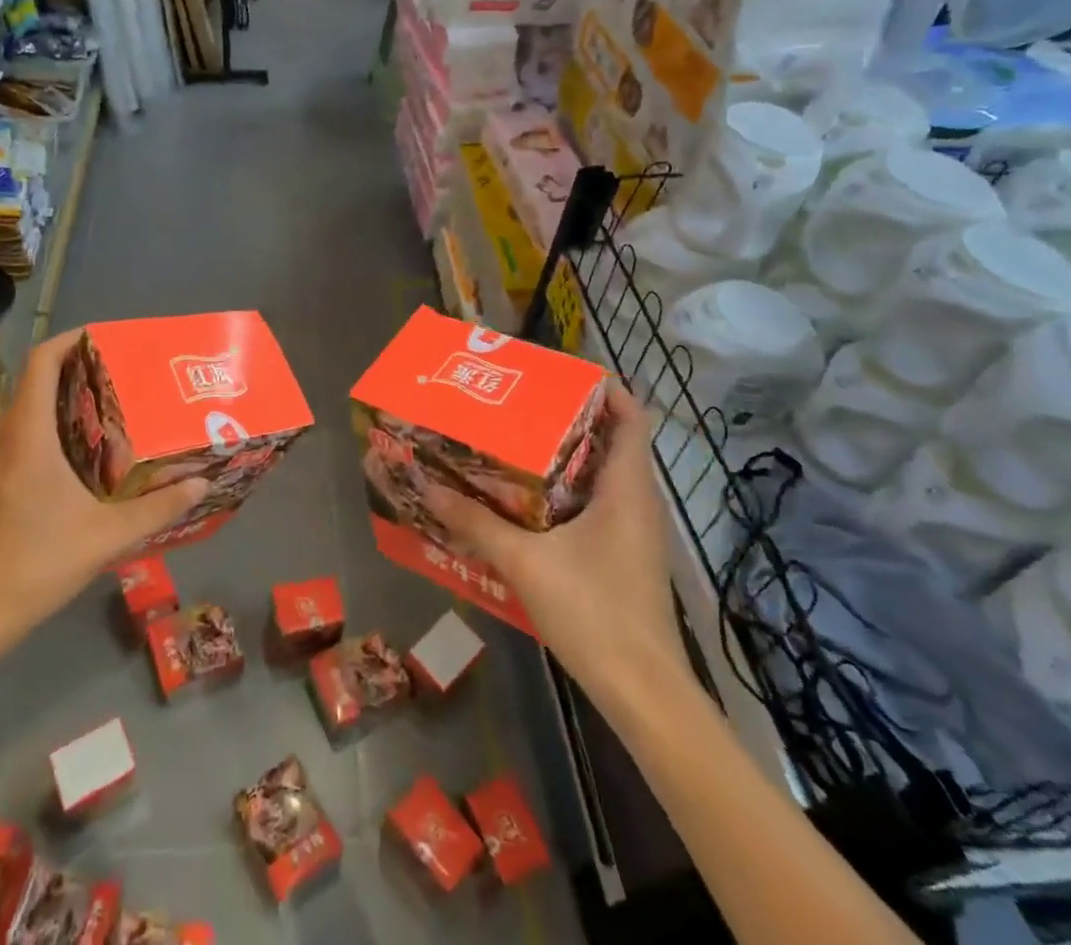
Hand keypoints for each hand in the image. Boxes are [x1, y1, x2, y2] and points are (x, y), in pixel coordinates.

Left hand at [0, 329, 207, 656]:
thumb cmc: (35, 563)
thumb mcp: (106, 537)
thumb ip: (157, 508)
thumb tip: (200, 484)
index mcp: (29, 434)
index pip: (42, 362)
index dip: (71, 339)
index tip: (107, 337)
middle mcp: (7, 437)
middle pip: (38, 380)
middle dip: (80, 368)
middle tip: (126, 372)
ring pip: (31, 407)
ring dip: (68, 398)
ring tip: (116, 405)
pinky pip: (27, 433)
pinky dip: (56, 425)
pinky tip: (90, 452)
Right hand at [425, 382, 684, 687]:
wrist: (643, 694)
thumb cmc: (594, 612)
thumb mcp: (525, 562)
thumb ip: (475, 523)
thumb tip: (427, 485)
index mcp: (627, 488)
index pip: (632, 417)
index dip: (605, 389)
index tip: (559, 375)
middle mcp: (637, 502)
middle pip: (612, 442)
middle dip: (569, 419)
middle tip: (518, 405)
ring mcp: (634, 533)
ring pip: (603, 477)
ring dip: (565, 458)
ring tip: (513, 445)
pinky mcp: (624, 558)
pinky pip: (598, 507)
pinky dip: (566, 494)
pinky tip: (525, 505)